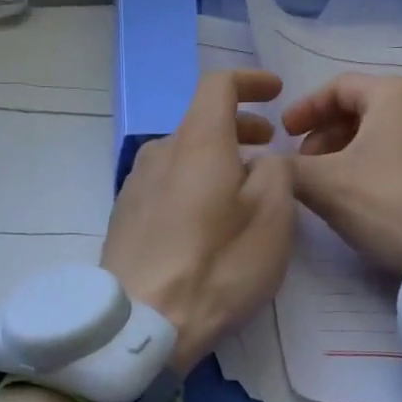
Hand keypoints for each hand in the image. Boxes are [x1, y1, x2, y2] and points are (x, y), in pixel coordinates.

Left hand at [101, 70, 295, 374]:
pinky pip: (166, 182)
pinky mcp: (125, 215)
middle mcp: (159, 152)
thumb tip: (262, 160)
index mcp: (196, 142)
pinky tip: (207, 218)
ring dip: (217, 158)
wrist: (142, 321)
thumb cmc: (217, 265)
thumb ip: (275, 171)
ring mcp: (136, 184)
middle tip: (269, 146)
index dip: (250, 81)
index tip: (276, 91)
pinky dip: (193, 182)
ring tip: (243, 187)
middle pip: (200, 122)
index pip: (218, 85)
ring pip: (183, 154)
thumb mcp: (272, 216)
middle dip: (240, 126)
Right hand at [283, 73, 401, 275]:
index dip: (303, 110)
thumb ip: (287, 168)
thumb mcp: (324, 185)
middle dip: (326, 134)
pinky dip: (379, 162)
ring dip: (350, 150)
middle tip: (305, 164)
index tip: (283, 136)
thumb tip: (270, 164)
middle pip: (363, 107)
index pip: (338, 87)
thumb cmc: (390, 204)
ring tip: (332, 183)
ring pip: (386, 130)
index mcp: (396, 94)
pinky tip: (367, 195)